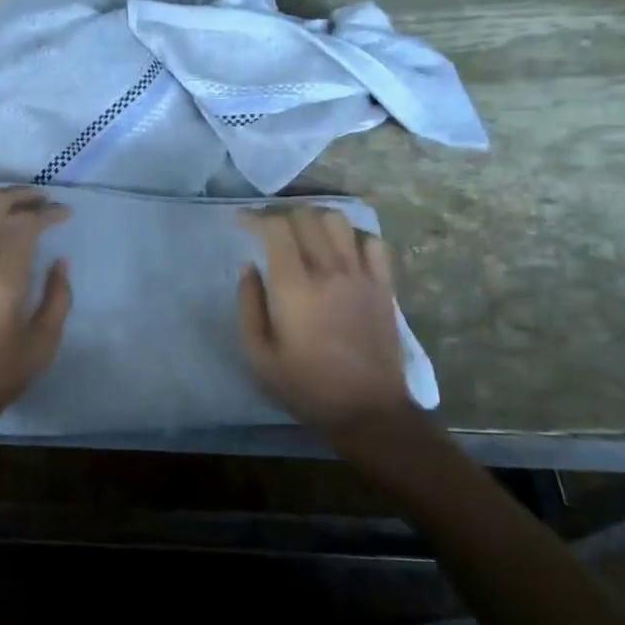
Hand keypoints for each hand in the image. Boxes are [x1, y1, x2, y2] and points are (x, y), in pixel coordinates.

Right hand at [237, 206, 417, 436]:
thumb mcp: (258, 355)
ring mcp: (361, 276)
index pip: (276, 229)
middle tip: (266, 227)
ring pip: (338, 222)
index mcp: (294, 287)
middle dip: (281, 215)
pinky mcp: (383, 286)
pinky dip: (352, 235)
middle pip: (306, 217)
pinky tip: (340, 248)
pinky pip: (372, 243)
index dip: (255, 217)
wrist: (366, 410)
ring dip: (314, 219)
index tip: (241, 222)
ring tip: (302, 233)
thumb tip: (248, 268)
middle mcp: (329, 271)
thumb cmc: (305, 386)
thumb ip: (248, 305)